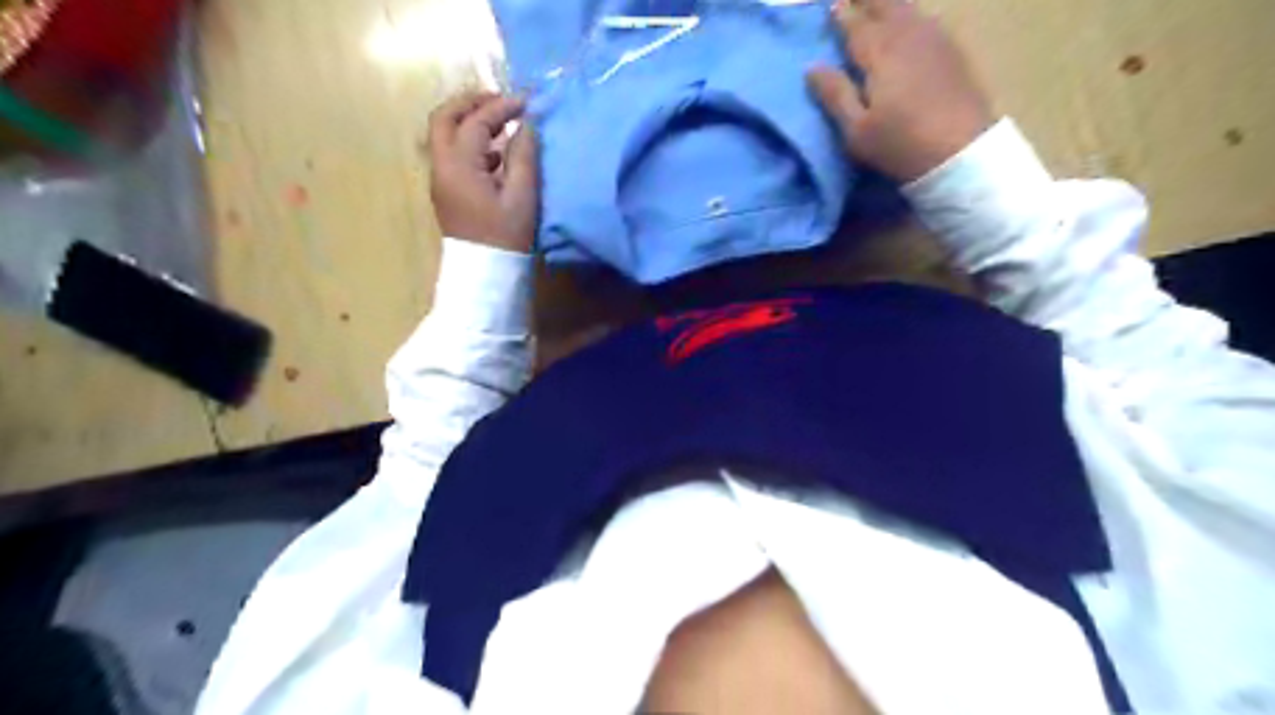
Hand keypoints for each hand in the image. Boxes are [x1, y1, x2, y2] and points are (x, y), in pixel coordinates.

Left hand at [426, 92, 537, 250]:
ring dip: (469, 122)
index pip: (476, 122)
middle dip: (471, 104)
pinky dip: (470, 142)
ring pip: (444, 135)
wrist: (486, 274)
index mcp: (459, 165)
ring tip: (502, 122)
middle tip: (501, 101)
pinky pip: (451, 154)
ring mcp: (440, 179)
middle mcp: (441, 166)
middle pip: (444, 118)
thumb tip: (527, 125)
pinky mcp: (446, 192)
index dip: (502, 107)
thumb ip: (524, 156)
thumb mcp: (522, 196)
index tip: (527, 102)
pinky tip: (496, 153)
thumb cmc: (505, 236)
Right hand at [804, 0, 994, 182]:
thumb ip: (835, 95)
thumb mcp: (857, 130)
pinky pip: (928, 20)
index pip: (856, 26)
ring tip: (879, 5)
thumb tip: (812, 68)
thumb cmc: (900, 145)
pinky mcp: (953, 52)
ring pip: (910, 10)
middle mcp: (908, 37)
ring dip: (891, 4)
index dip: (842, 15)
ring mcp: (935, 41)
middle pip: (887, 6)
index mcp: (880, 54)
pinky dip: (912, 16)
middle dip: (868, 0)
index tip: (831, 7)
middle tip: (853, 0)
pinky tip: (911, 21)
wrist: (961, 151)